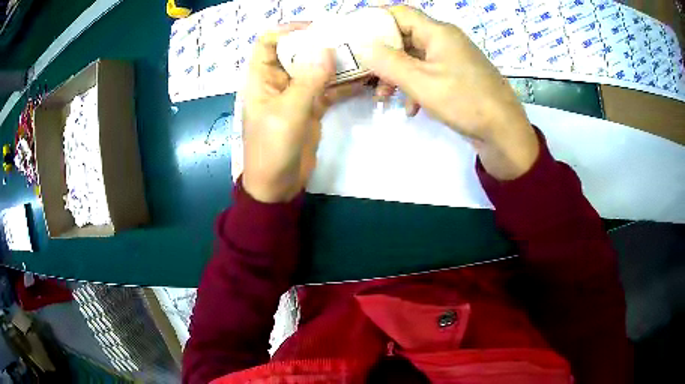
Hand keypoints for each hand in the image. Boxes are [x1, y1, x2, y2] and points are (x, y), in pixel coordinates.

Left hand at [242, 24, 363, 202]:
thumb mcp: (287, 114)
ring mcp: (297, 94)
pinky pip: (329, 89)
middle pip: (297, 51)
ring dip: (336, 62)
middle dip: (319, 43)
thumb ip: (307, 81)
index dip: (287, 31)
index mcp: (261, 79)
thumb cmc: (271, 149)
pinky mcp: (312, 107)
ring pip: (316, 69)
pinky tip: (364, 78)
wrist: (277, 186)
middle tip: (348, 38)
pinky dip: (344, 84)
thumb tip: (324, 48)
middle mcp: (278, 81)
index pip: (268, 43)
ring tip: (362, 53)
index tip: (316, 29)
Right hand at [359, 6, 538, 179]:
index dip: (375, 20)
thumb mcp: (421, 81)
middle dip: (383, 56)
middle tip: (365, 74)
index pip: (400, 13)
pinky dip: (416, 87)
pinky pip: (429, 75)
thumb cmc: (465, 102)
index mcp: (438, 33)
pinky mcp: (458, 78)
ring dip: (397, 75)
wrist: (505, 133)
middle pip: (405, 37)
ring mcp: (453, 60)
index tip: (354, 36)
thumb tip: (362, 45)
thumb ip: (388, 61)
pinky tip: (411, 109)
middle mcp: (446, 41)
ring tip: (383, 98)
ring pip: (416, 59)